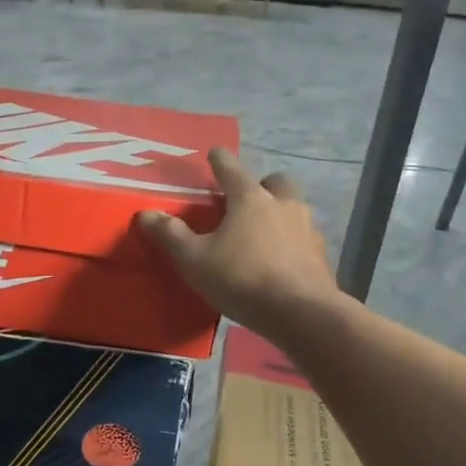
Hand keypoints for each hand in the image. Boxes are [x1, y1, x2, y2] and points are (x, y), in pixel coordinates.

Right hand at [137, 148, 338, 339]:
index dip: (220, 160)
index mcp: (250, 199)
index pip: (231, 169)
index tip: (215, 153)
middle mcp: (283, 205)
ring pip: (294, 208)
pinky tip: (280, 261)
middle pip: (275, 182)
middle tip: (246, 200)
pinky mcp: (320, 255)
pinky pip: (304, 238)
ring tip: (262, 234)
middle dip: (261, 185)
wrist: (300, 313)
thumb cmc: (242, 279)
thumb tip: (145, 214)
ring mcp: (307, 228)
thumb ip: (171, 235)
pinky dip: (292, 242)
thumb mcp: (195, 260)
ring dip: (279, 213)